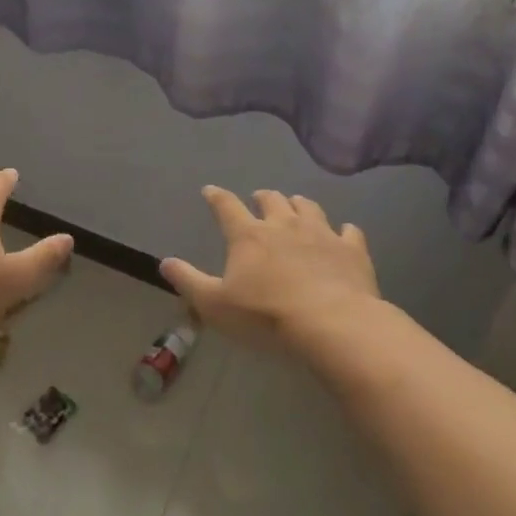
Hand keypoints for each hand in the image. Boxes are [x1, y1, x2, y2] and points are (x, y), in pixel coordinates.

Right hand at [160, 187, 380, 345]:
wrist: (333, 324)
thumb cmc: (266, 315)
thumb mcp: (215, 304)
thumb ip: (188, 281)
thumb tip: (164, 262)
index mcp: (248, 235)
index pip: (226, 206)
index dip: (216, 197)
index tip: (211, 191)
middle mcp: (283, 224)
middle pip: (271, 200)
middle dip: (262, 198)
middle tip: (259, 200)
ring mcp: (321, 233)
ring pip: (308, 207)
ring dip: (298, 205)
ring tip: (296, 207)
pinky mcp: (352, 249)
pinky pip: (349, 231)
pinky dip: (343, 230)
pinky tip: (344, 233)